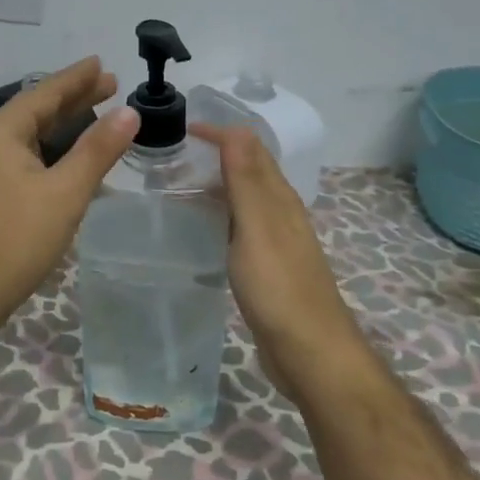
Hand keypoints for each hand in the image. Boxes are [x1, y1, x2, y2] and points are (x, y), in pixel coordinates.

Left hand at [0, 57, 139, 331]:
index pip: (46, 92)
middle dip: (74, 98)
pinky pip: (27, 157)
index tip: (102, 62)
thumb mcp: (65, 192)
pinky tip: (71, 159)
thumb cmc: (15, 239)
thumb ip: (97, 150)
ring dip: (65, 125)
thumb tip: (129, 112)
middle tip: (110, 85)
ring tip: (96, 114)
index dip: (77, 78)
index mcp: (2, 131)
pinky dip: (53, 151)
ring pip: (32, 136)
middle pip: (37, 110)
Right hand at [194, 123, 361, 393]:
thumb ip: (246, 179)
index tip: (181, 131)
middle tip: (170, 157)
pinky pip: (238, 228)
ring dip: (214, 186)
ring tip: (175, 188)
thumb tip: (236, 128)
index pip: (249, 149)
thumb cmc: (279, 287)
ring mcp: (274, 242)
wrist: (309, 352)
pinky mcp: (266, 268)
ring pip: (242, 200)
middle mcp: (279, 213)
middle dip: (214, 155)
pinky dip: (217, 217)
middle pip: (248, 171)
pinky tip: (198, 231)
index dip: (219, 134)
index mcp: (279, 198)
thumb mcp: (257, 227)